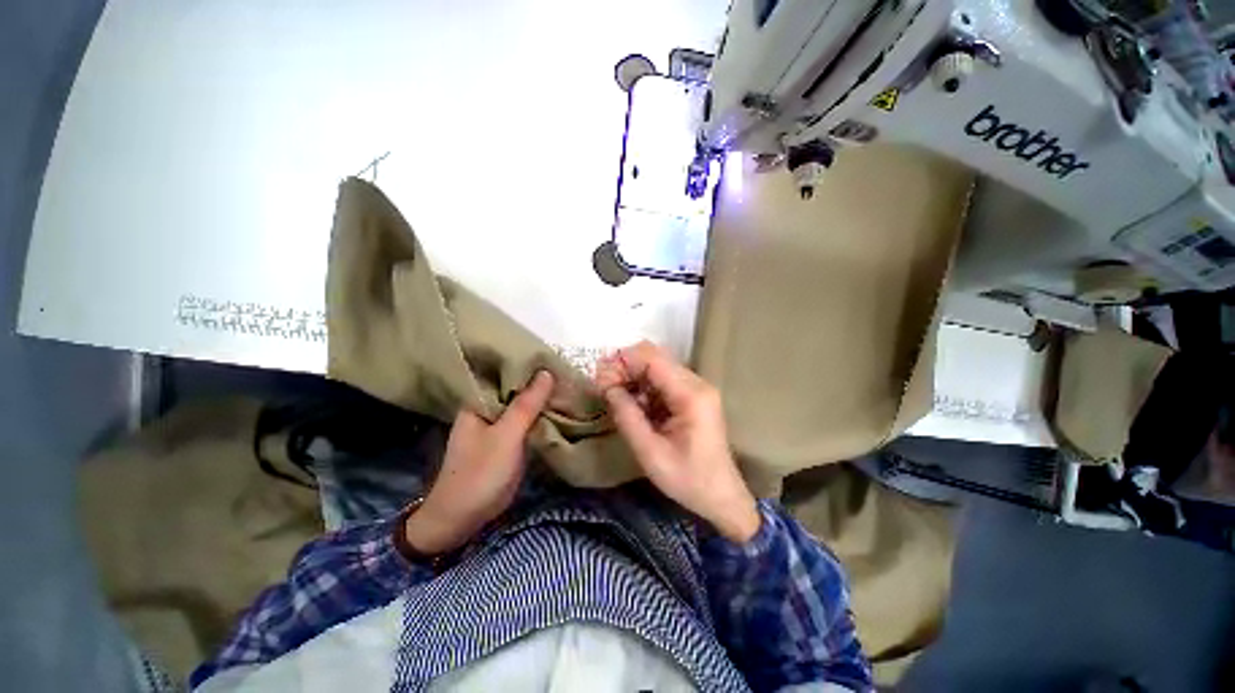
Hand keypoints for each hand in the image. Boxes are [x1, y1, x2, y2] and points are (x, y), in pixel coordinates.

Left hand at [404, 371, 554, 554]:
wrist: (464, 517)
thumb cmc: (481, 472)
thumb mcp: (506, 436)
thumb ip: (526, 405)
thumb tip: (546, 372)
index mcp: (478, 402)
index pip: (503, 373)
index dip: (527, 364)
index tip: (552, 357)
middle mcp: (487, 409)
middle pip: (515, 389)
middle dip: (538, 382)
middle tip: (566, 370)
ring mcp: (497, 426)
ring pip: (522, 406)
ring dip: (541, 399)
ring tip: (567, 384)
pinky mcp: (507, 440)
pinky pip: (525, 421)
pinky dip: (540, 416)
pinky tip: (558, 407)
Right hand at [596, 342, 759, 542]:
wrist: (721, 496)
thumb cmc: (687, 480)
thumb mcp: (650, 453)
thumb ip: (627, 416)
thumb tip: (607, 387)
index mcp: (690, 395)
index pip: (652, 358)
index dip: (622, 361)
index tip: (600, 378)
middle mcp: (696, 383)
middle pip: (655, 357)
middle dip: (625, 367)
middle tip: (604, 387)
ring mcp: (696, 388)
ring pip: (657, 366)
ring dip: (633, 376)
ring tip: (614, 396)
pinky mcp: (692, 396)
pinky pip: (663, 380)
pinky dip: (643, 386)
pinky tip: (632, 404)